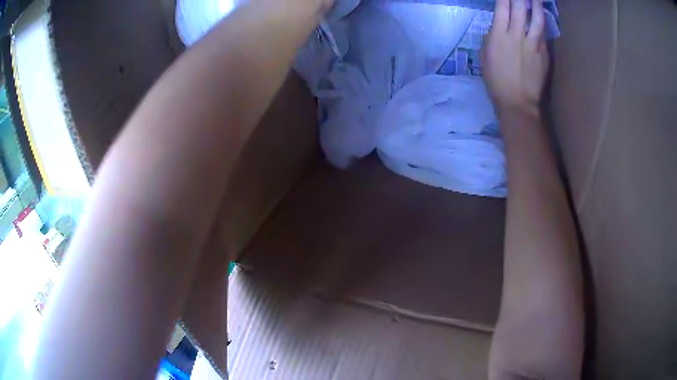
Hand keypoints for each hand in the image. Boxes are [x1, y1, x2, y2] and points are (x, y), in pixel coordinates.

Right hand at [481, 0, 547, 115]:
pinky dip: (540, 26)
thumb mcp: (486, 56)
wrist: (518, 103)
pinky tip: (540, 20)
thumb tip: (498, 27)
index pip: (502, 7)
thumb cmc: (496, 81)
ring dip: (537, 5)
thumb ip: (492, 38)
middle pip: (521, 8)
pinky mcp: (544, 55)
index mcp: (499, 36)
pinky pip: (542, 35)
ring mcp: (533, 45)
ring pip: (537, 19)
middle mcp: (517, 36)